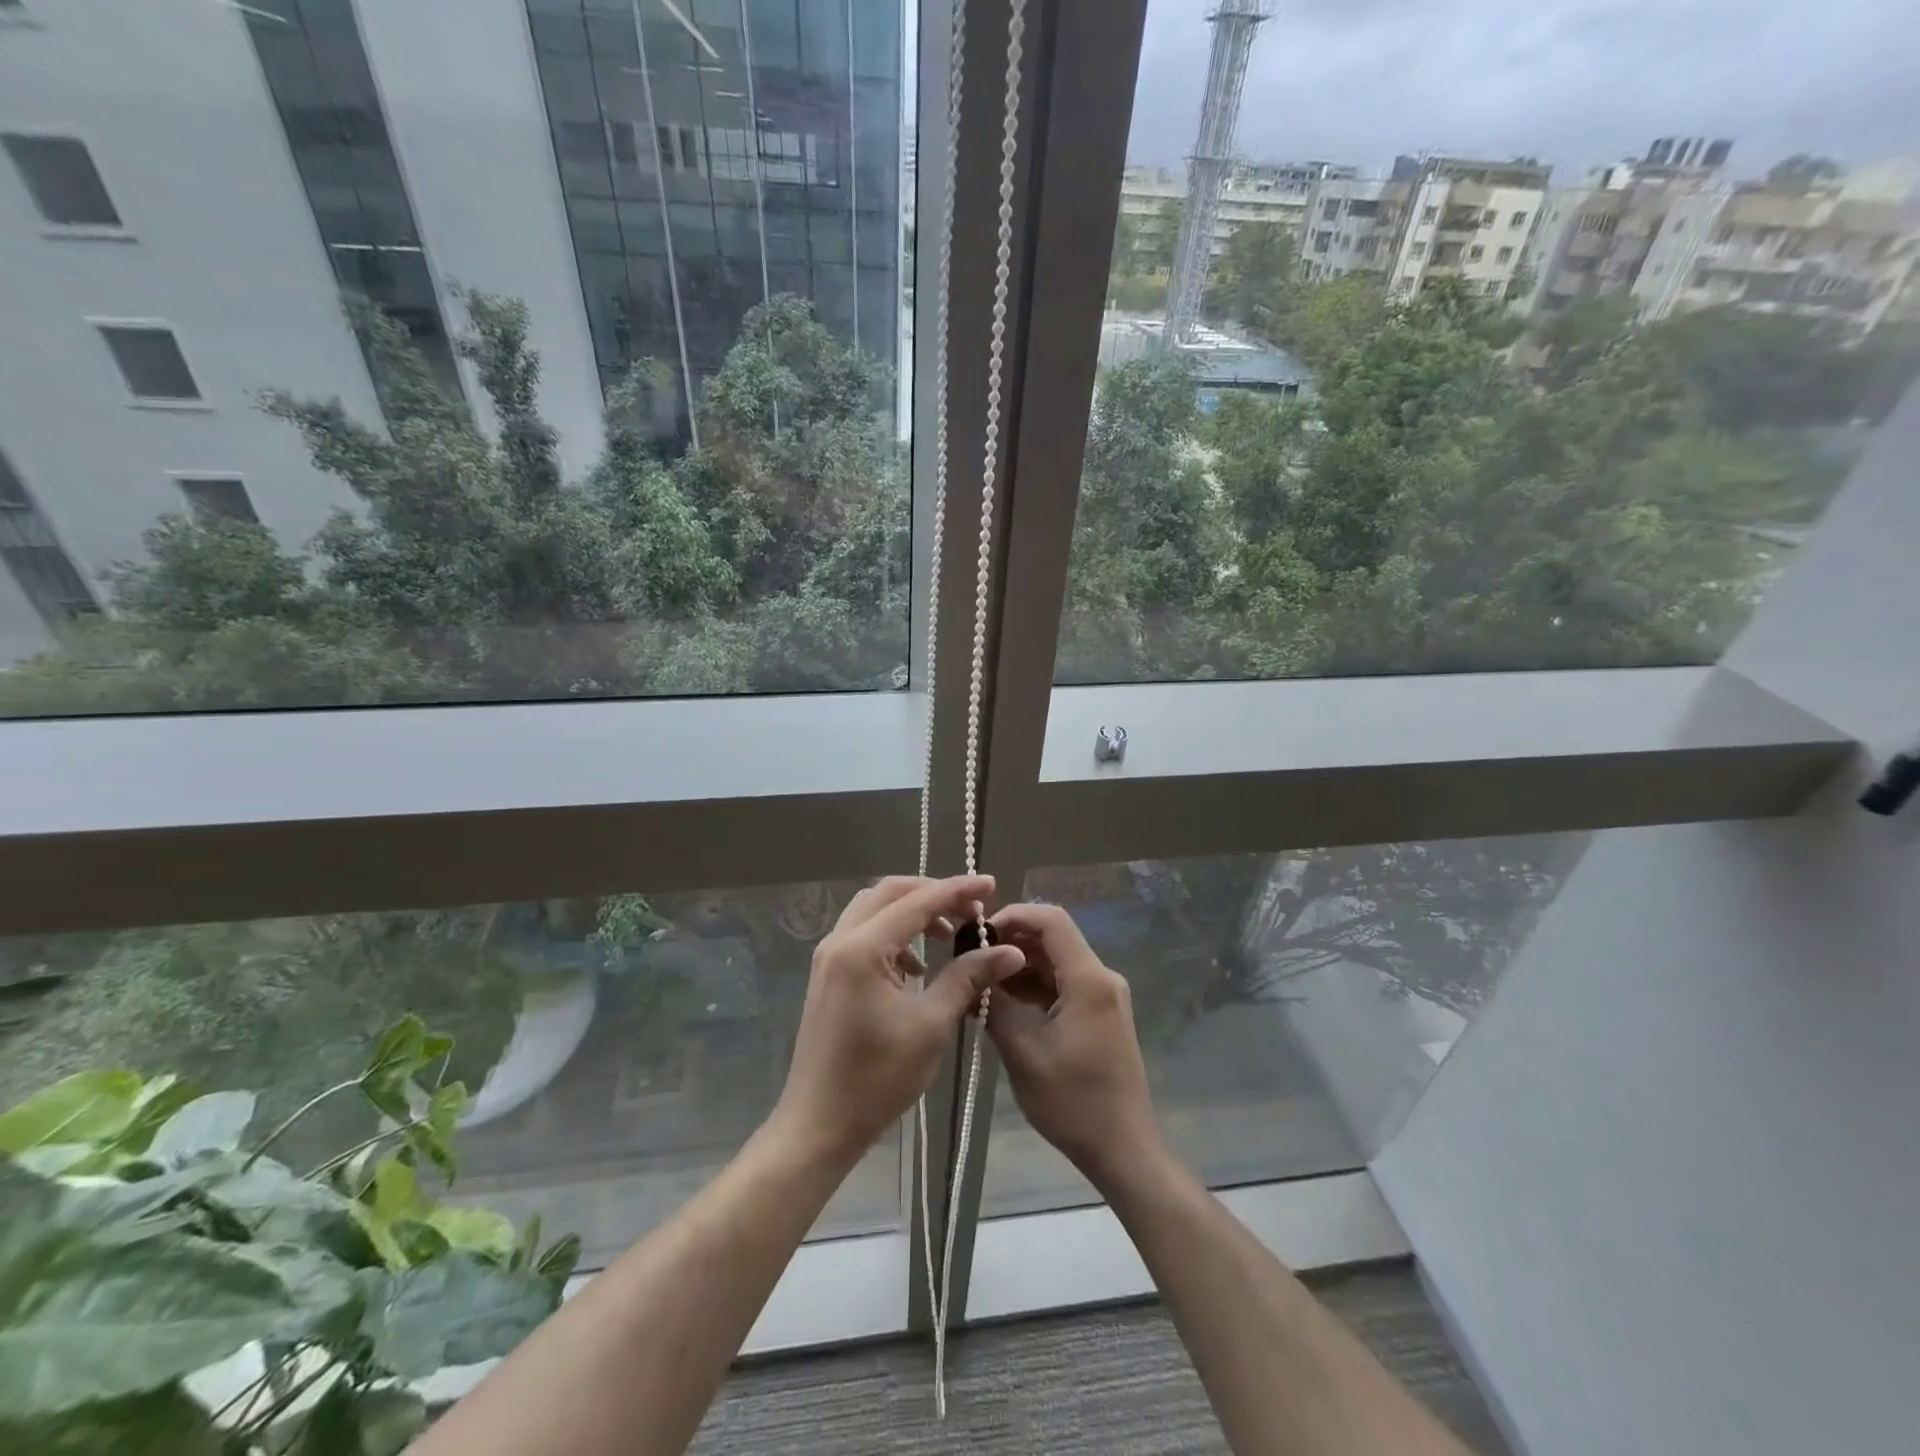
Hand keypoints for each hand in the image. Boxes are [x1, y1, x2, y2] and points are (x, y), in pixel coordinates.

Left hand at [775, 875, 1025, 1163]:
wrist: (818, 1125)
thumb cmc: (876, 1078)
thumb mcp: (931, 1026)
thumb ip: (967, 978)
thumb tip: (1009, 951)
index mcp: (862, 948)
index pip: (917, 901)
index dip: (957, 890)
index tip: (991, 884)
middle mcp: (840, 941)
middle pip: (890, 893)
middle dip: (933, 894)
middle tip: (972, 909)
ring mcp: (829, 957)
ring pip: (875, 910)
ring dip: (913, 912)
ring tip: (949, 934)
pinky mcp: (829, 975)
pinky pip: (865, 934)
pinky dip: (895, 934)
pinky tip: (918, 967)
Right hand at [985, 903, 1165, 1188]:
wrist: (1123, 1149)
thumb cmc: (1073, 1102)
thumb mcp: (1023, 1052)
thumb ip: (995, 1005)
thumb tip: (971, 975)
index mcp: (1088, 979)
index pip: (1051, 920)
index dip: (1014, 915)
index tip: (979, 932)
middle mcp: (1101, 977)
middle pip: (1054, 938)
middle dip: (1011, 942)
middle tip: (971, 957)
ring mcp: (1103, 996)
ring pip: (1057, 962)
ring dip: (1020, 966)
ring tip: (980, 980)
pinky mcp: (1099, 1014)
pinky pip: (1063, 984)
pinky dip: (1034, 987)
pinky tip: (1002, 1001)